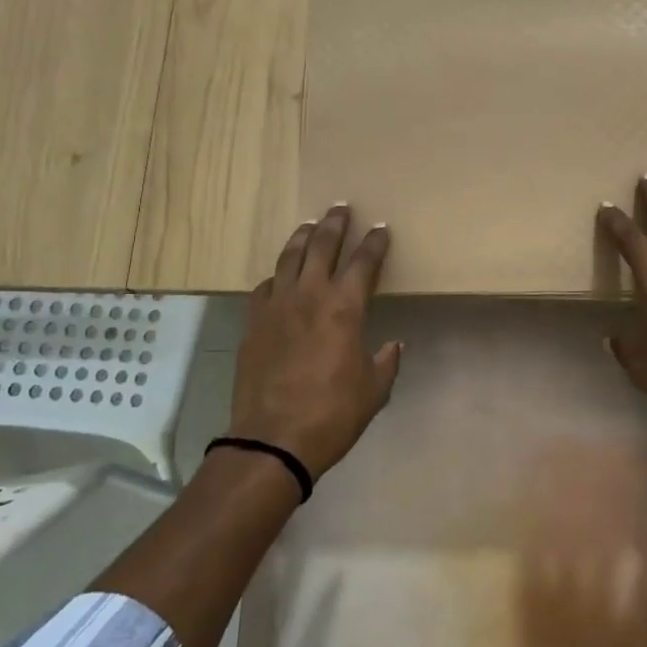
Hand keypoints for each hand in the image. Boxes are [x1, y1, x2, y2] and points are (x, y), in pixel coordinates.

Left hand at [227, 205, 402, 480]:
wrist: (272, 439)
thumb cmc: (333, 414)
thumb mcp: (374, 391)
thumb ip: (386, 362)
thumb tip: (393, 345)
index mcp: (345, 308)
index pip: (364, 262)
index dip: (375, 243)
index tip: (381, 228)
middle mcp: (310, 295)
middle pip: (322, 246)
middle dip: (334, 224)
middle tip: (341, 207)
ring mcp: (276, 306)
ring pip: (288, 258)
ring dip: (302, 238)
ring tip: (309, 225)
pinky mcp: (253, 322)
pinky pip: (265, 286)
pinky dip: (277, 276)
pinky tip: (280, 277)